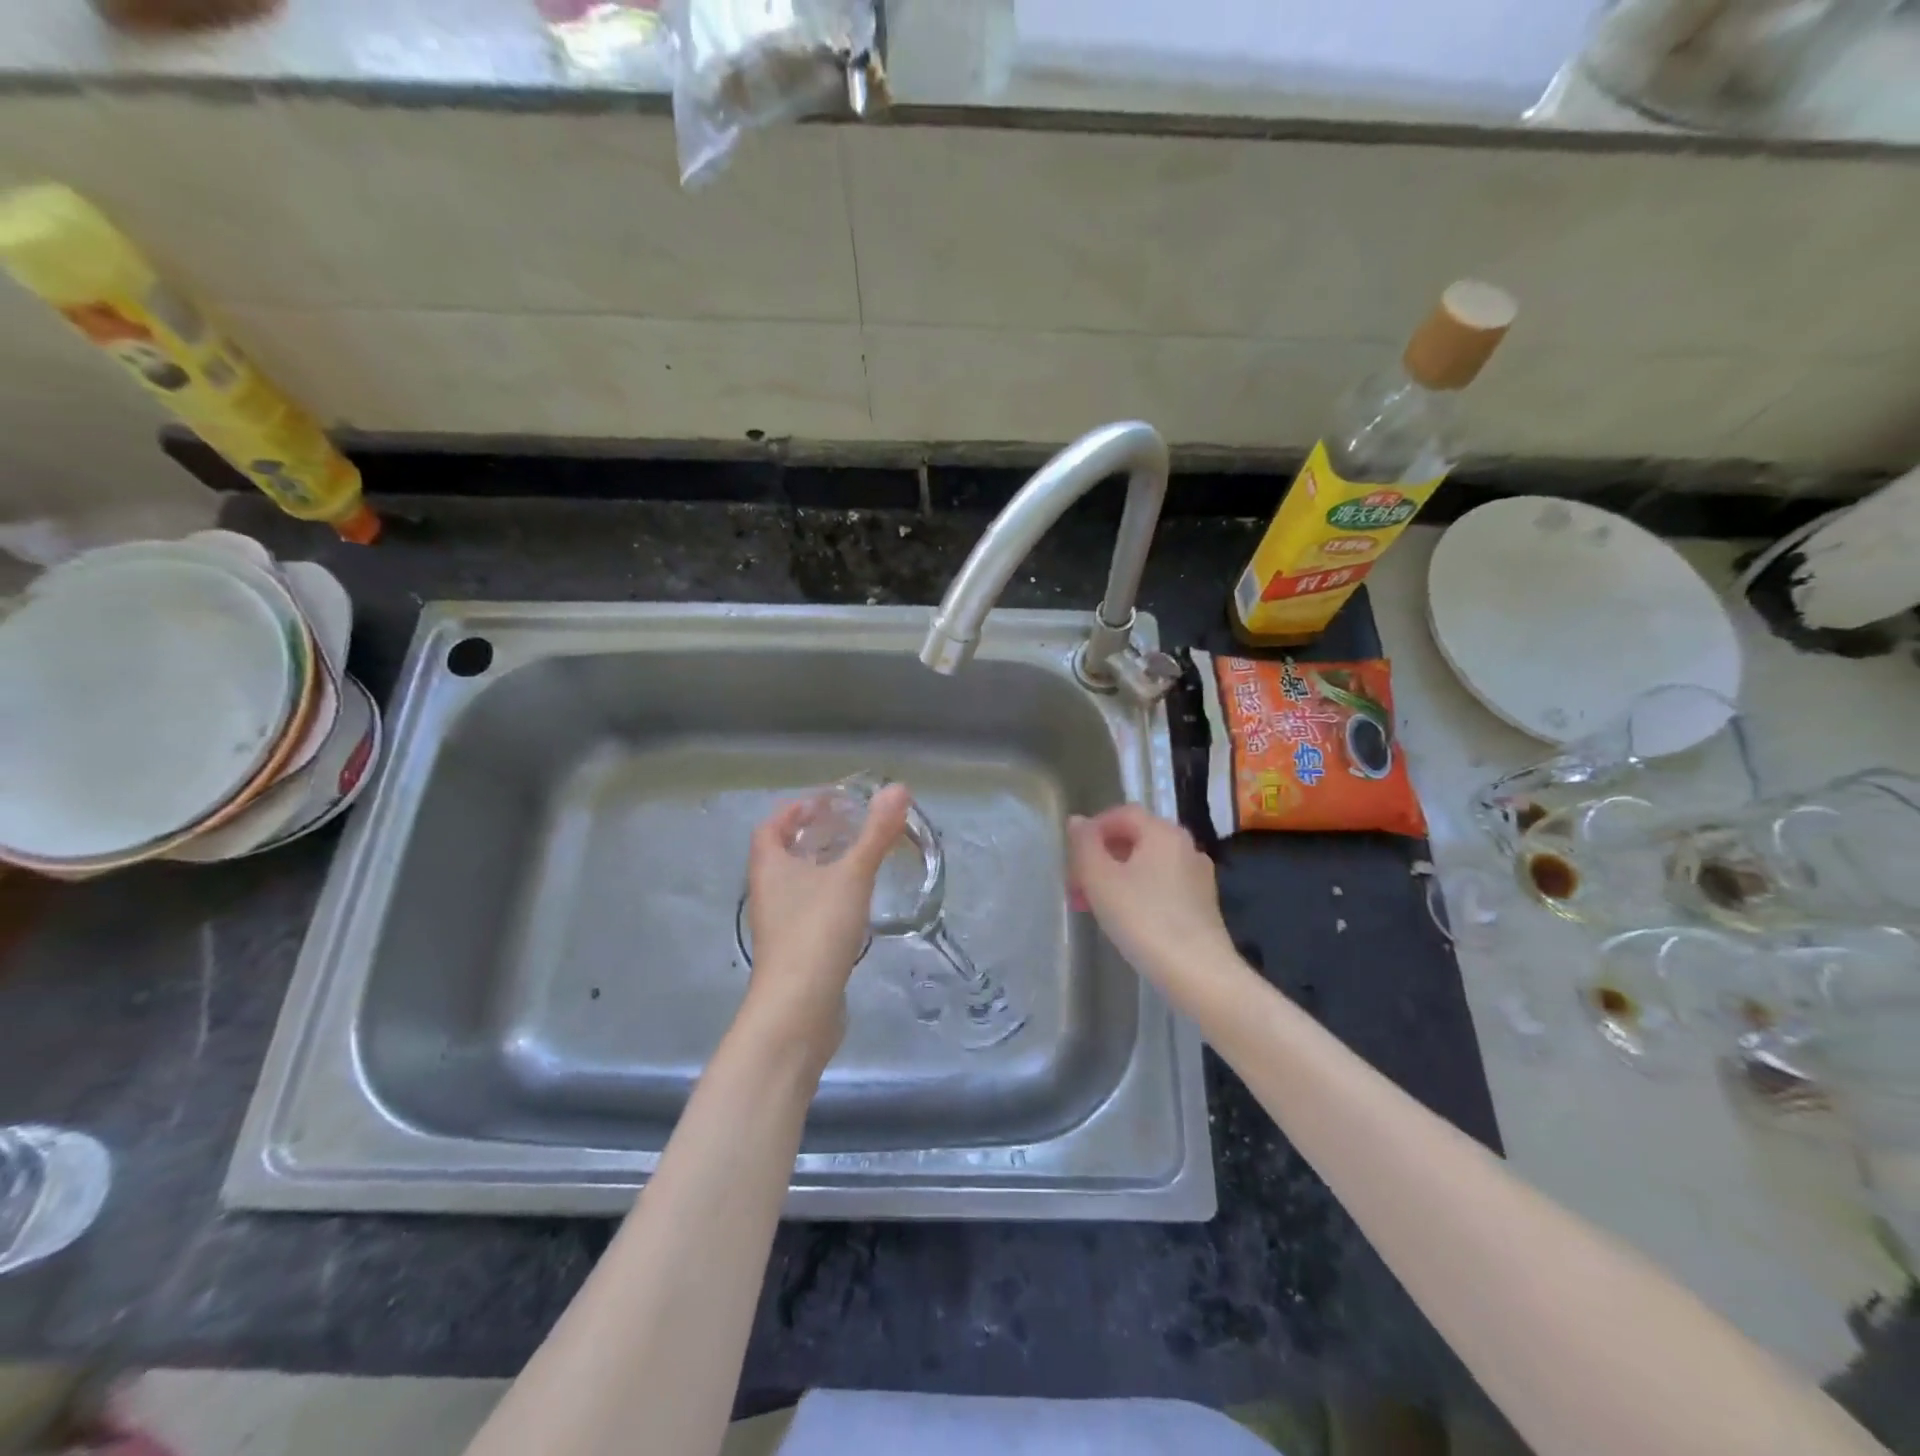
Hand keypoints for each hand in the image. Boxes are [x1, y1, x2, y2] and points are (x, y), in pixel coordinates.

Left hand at [744, 783, 912, 1044]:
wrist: (798, 1010)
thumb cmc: (816, 931)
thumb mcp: (851, 876)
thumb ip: (876, 833)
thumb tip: (898, 787)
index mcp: (770, 868)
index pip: (770, 827)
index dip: (793, 810)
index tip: (825, 803)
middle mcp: (767, 893)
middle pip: (782, 855)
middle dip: (811, 837)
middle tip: (848, 827)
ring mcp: (779, 925)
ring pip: (797, 885)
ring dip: (821, 868)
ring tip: (857, 859)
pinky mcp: (795, 951)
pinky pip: (809, 911)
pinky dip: (828, 898)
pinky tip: (857, 903)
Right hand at [1067, 806, 1235, 988]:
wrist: (1198, 974)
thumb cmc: (1143, 919)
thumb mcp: (1100, 879)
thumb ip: (1084, 844)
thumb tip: (1077, 821)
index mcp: (1163, 832)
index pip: (1122, 813)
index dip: (1092, 828)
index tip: (1072, 856)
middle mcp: (1185, 846)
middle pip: (1135, 838)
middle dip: (1100, 857)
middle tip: (1076, 885)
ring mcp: (1197, 876)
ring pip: (1146, 864)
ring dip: (1115, 877)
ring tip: (1092, 906)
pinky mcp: (1202, 905)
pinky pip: (1161, 886)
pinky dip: (1137, 892)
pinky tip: (1123, 920)